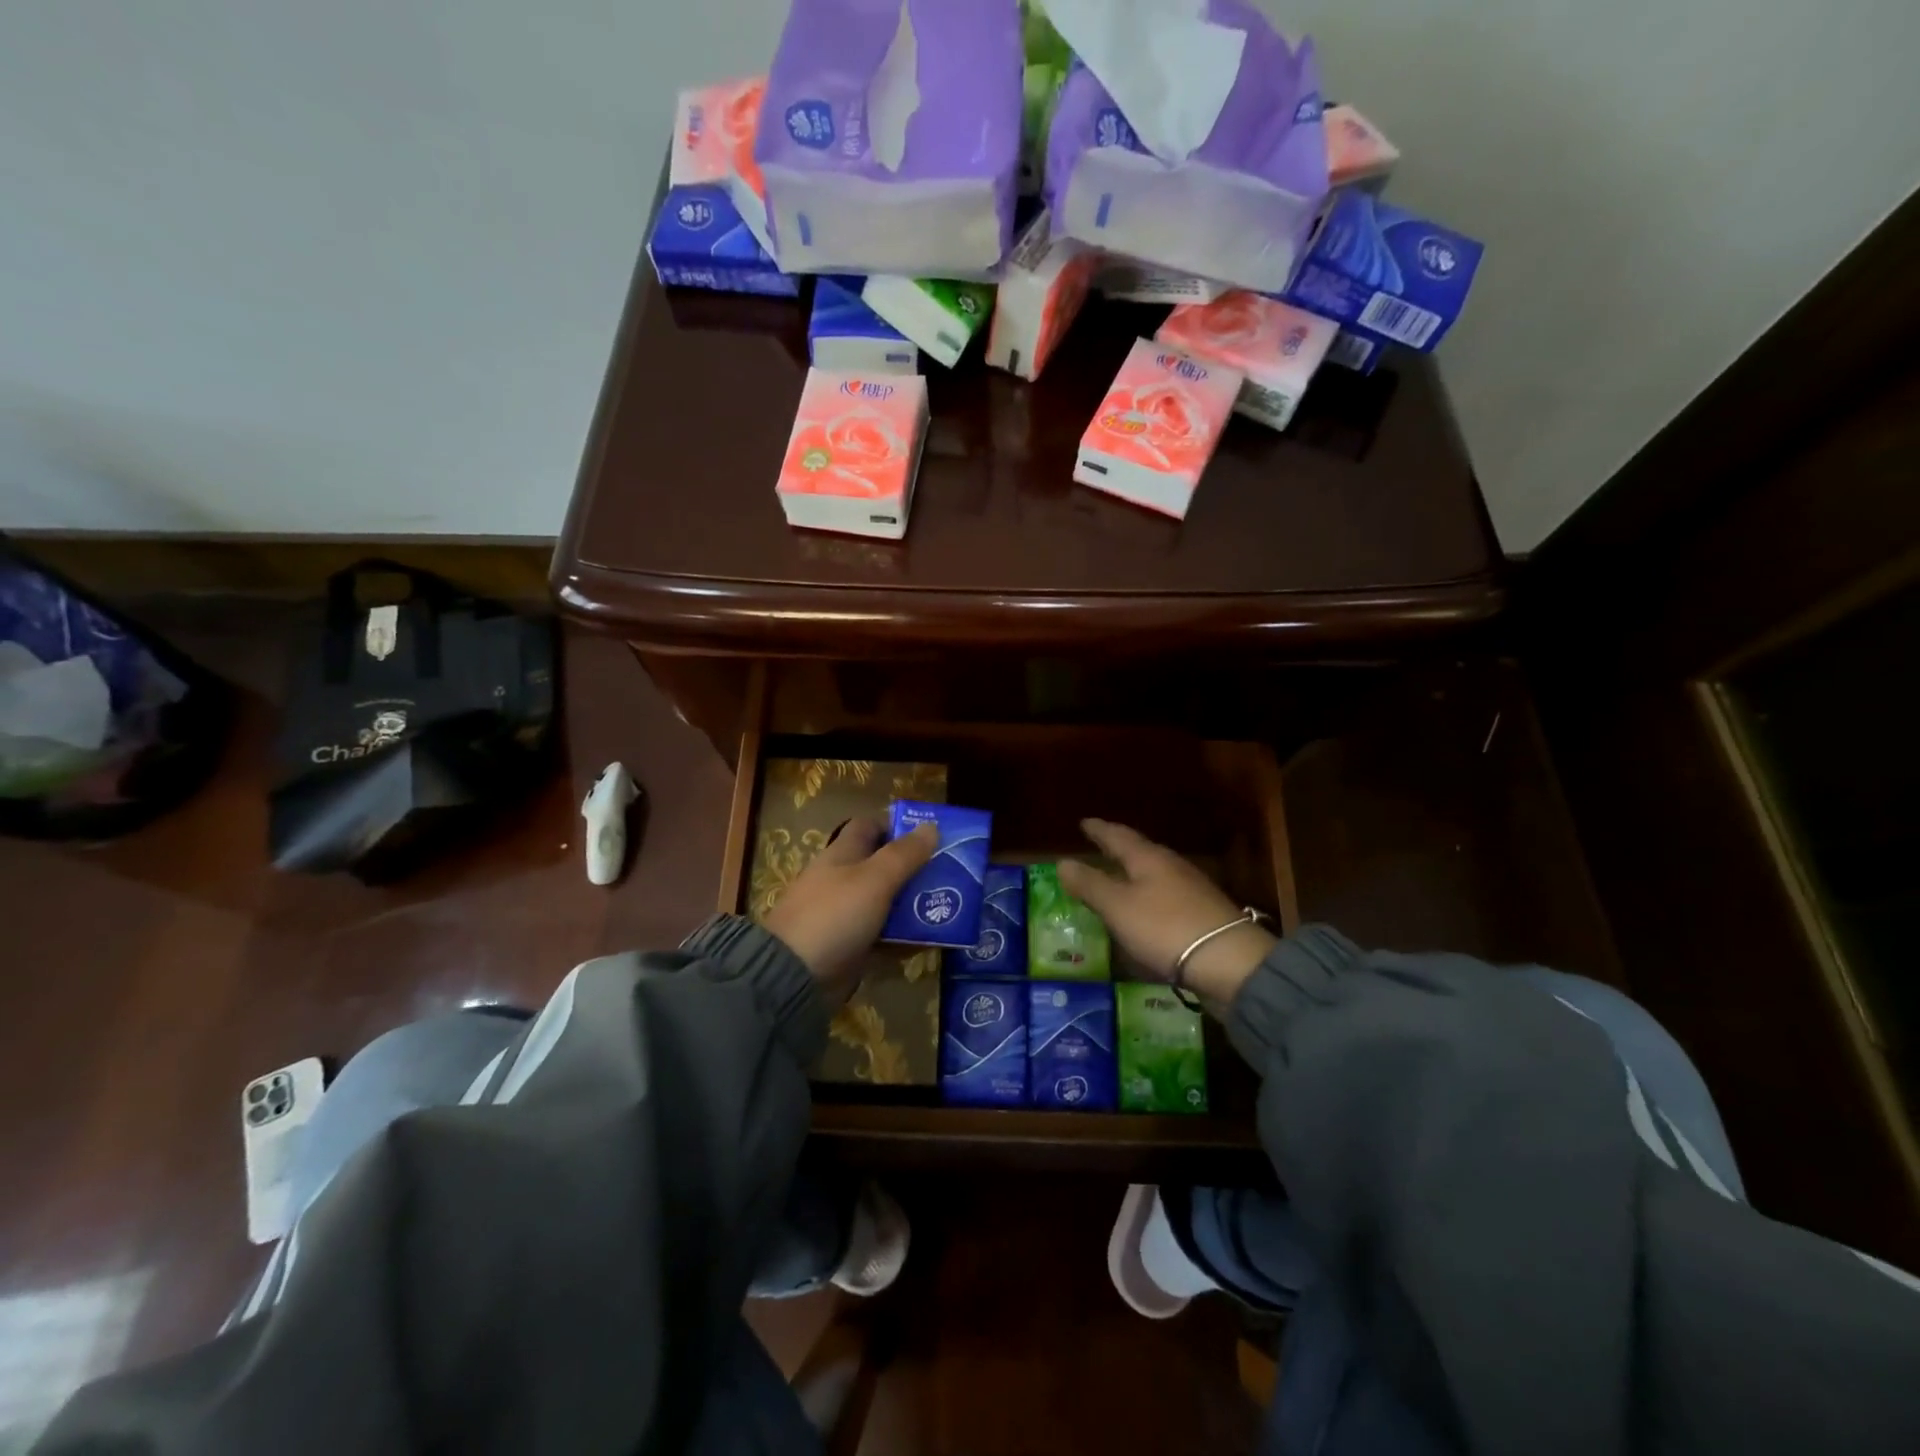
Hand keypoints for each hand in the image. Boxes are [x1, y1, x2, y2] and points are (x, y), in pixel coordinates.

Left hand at [762, 816, 936, 1001]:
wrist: (794, 976)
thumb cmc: (835, 914)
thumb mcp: (874, 879)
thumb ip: (904, 854)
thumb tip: (931, 826)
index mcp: (842, 854)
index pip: (870, 826)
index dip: (898, 826)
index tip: (931, 835)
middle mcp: (843, 879)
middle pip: (884, 866)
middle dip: (916, 868)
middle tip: (952, 875)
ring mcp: (846, 914)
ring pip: (888, 902)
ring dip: (915, 904)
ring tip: (952, 907)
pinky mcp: (851, 945)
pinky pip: (884, 936)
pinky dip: (906, 938)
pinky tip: (933, 940)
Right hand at [1057, 819, 1276, 1004]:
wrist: (1229, 962)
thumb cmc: (1165, 928)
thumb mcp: (1118, 907)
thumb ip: (1090, 885)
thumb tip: (1063, 862)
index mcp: (1148, 858)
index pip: (1118, 836)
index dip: (1099, 830)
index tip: (1084, 822)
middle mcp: (1171, 866)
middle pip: (1140, 851)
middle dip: (1118, 848)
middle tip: (1099, 845)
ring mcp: (1191, 890)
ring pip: (1154, 873)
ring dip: (1133, 872)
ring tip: (1118, 876)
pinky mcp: (1202, 914)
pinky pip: (1165, 895)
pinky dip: (1148, 895)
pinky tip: (1145, 908)